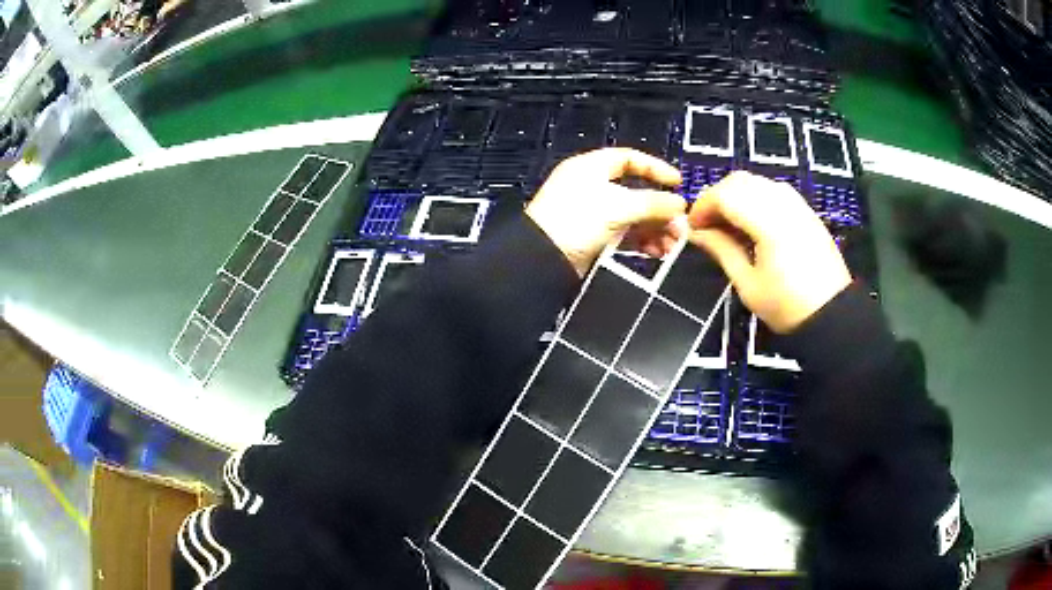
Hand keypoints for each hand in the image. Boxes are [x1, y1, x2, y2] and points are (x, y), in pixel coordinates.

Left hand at [526, 148, 685, 276]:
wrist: (541, 261)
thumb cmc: (577, 221)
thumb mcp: (619, 207)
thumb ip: (653, 204)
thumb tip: (680, 205)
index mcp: (591, 168)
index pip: (629, 159)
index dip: (655, 168)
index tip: (677, 183)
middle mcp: (591, 187)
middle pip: (635, 192)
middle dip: (660, 209)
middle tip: (680, 226)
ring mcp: (591, 214)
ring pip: (631, 216)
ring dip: (654, 228)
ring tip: (672, 244)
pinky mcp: (592, 238)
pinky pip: (624, 235)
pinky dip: (641, 241)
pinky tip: (657, 252)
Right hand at [688, 172, 850, 332]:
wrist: (832, 314)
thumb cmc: (787, 306)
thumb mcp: (748, 284)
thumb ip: (721, 250)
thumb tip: (694, 232)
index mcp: (769, 223)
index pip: (725, 195)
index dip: (702, 206)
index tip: (692, 227)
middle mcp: (783, 204)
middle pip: (739, 181)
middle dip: (717, 197)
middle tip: (707, 224)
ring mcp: (797, 204)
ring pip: (756, 181)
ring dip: (736, 195)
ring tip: (728, 224)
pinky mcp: (805, 210)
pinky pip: (773, 190)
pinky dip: (755, 198)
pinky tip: (752, 223)